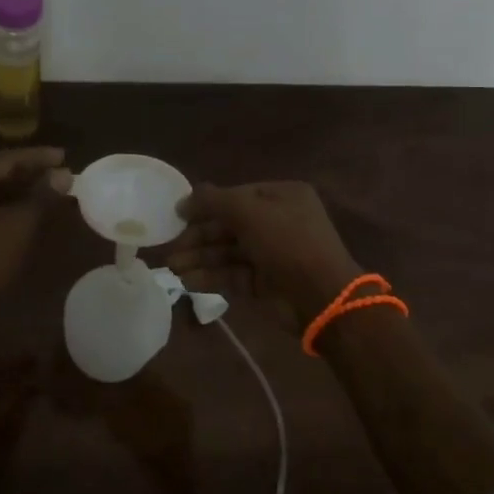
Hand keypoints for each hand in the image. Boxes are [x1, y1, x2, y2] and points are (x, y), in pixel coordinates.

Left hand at [0, 148, 70, 321]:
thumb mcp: (18, 227)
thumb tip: (65, 174)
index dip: (38, 158)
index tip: (64, 155)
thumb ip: (42, 196)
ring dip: (11, 189)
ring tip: (43, 188)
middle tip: (57, 171)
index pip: (4, 159)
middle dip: (25, 172)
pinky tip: (18, 208)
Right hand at [167, 180, 362, 321]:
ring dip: (200, 258)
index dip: (206, 205)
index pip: (236, 196)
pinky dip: (211, 277)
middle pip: (229, 225)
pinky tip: (188, 282)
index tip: (178, 215)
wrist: (323, 297)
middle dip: (199, 237)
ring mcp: (272, 254)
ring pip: (228, 252)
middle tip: (170, 249)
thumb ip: (215, 202)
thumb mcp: (250, 213)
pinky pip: (233, 275)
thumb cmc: (288, 243)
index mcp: (282, 197)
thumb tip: (185, 200)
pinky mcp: (265, 283)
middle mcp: (277, 222)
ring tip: (172, 268)